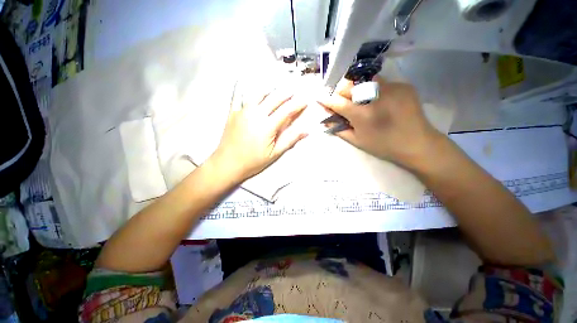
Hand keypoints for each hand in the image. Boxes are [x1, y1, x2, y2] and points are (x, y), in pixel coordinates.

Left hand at [209, 84, 307, 181]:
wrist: (227, 164)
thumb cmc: (252, 161)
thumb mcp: (274, 153)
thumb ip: (290, 140)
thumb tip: (305, 131)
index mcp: (267, 126)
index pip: (286, 110)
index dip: (297, 105)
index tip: (304, 101)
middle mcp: (255, 114)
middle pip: (274, 98)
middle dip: (286, 93)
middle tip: (294, 92)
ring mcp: (242, 111)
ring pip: (258, 93)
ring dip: (270, 89)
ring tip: (276, 89)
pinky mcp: (232, 112)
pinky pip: (237, 95)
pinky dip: (243, 87)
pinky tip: (246, 82)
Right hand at [317, 77, 441, 167]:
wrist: (417, 143)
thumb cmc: (383, 146)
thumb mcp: (357, 141)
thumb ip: (339, 128)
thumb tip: (326, 119)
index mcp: (362, 114)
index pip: (337, 101)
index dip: (326, 99)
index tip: (319, 97)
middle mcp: (375, 96)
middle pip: (348, 84)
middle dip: (340, 91)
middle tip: (341, 100)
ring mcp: (391, 87)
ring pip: (364, 79)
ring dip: (356, 88)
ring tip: (359, 99)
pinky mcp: (402, 85)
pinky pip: (380, 82)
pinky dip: (373, 89)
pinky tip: (377, 100)